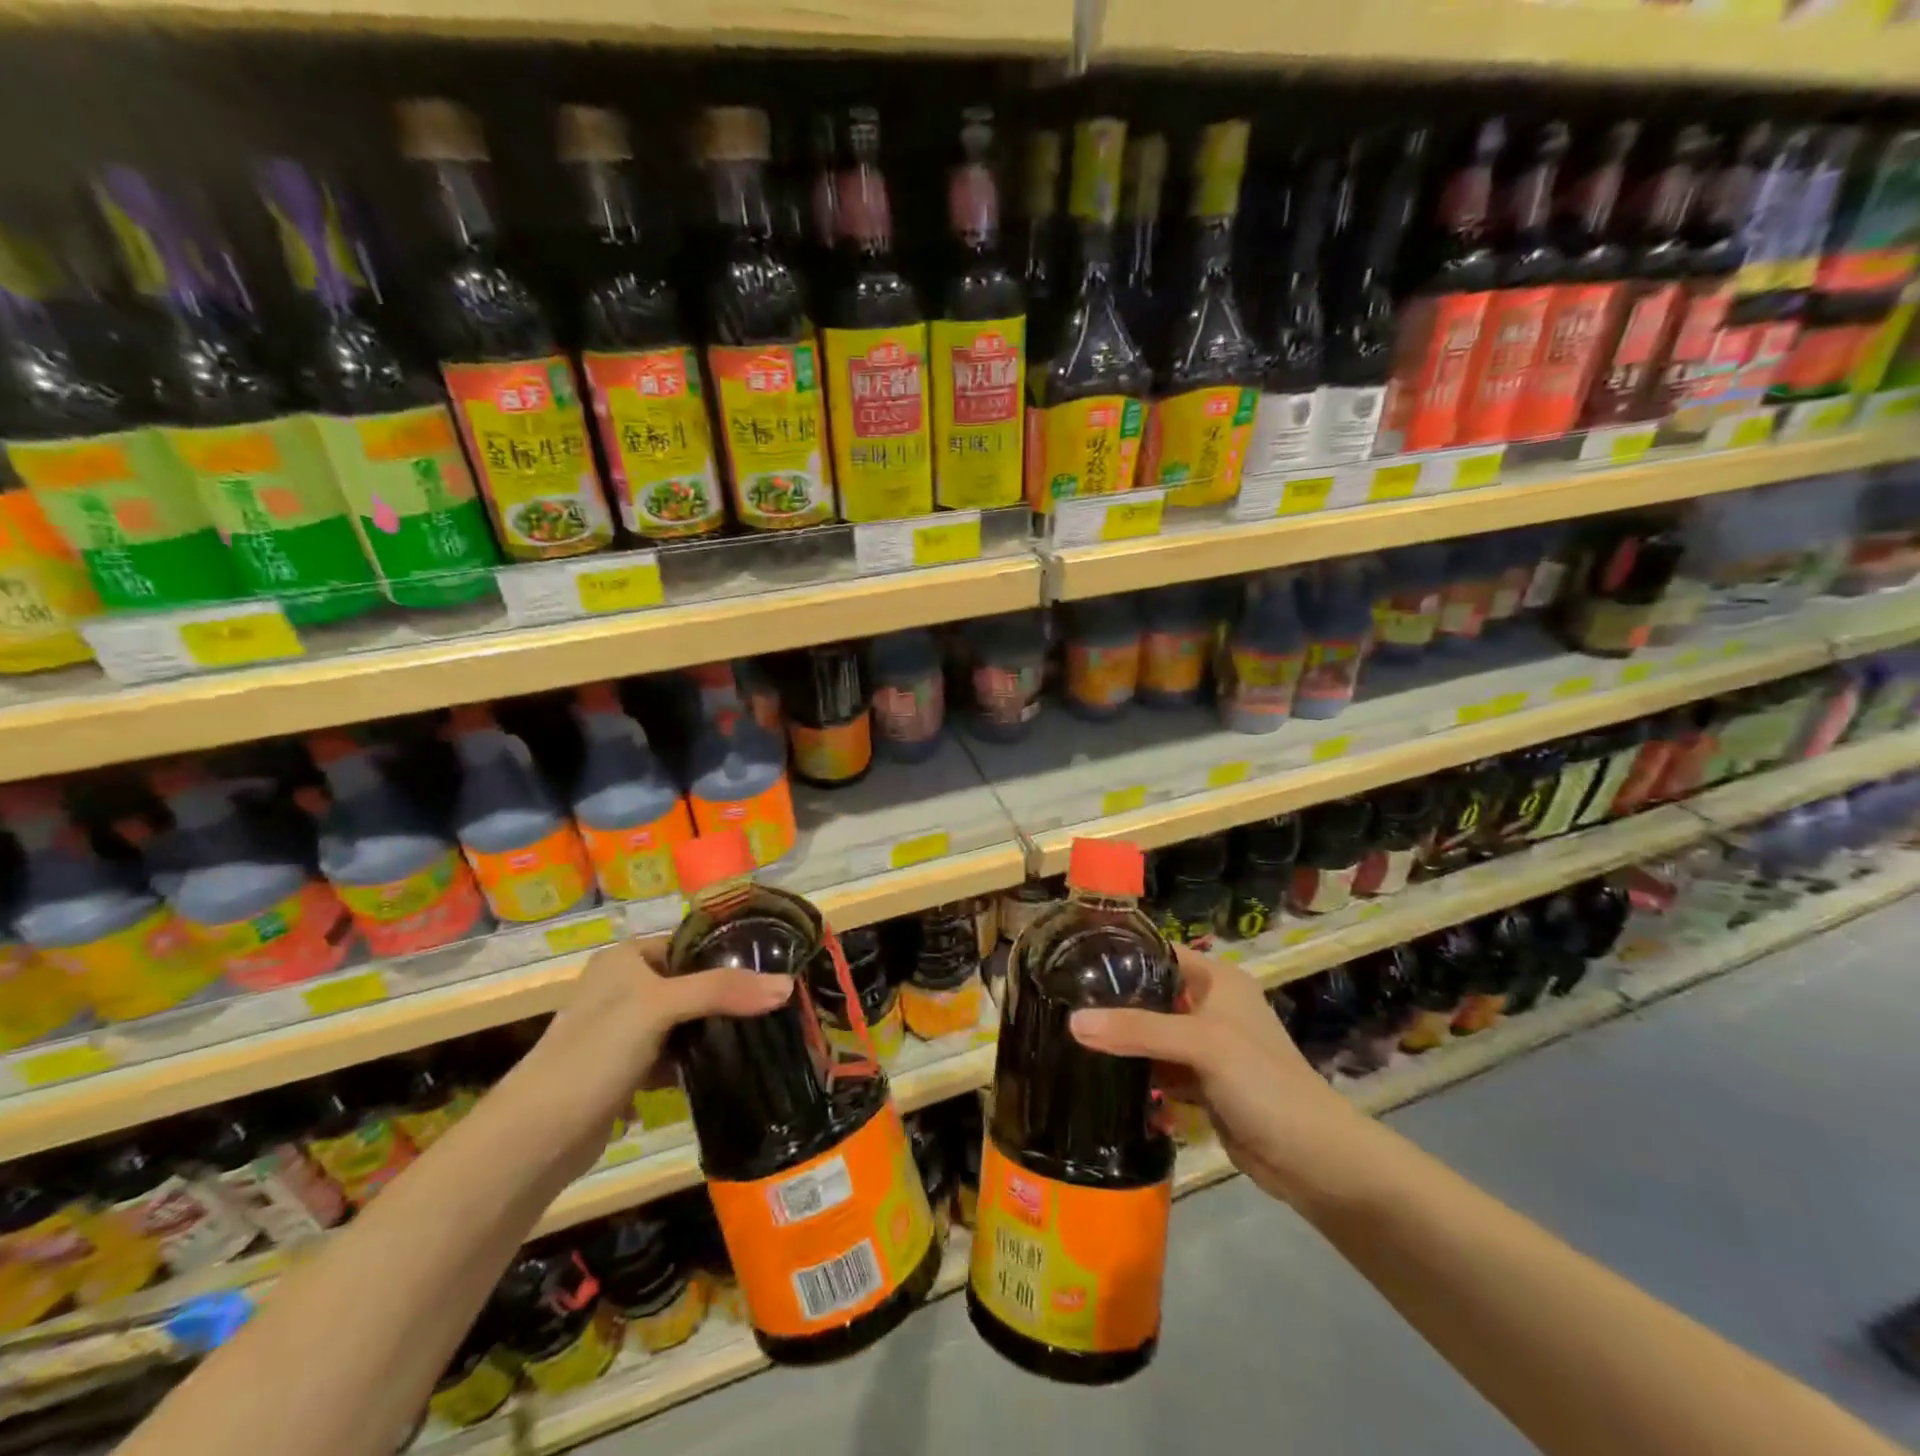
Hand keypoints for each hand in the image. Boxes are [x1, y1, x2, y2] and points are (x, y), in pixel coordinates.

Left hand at [533, 937, 792, 1128]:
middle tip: (772, 1007)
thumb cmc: (596, 1051)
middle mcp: (622, 987)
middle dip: (726, 997)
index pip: (689, 944)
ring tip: (758, 1035)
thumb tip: (787, 986)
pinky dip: (692, 1061)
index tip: (772, 971)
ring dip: (711, 1031)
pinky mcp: (623, 1070)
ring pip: (682, 1021)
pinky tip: (723, 1068)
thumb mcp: (661, 1007)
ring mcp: (621, 1031)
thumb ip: (723, 992)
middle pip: (689, 983)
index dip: (728, 956)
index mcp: (625, 958)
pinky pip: (671, 1054)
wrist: (536, 1137)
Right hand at [1070, 946, 1371, 1208]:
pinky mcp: (1203, 1084)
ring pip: (1153, 1034)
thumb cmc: (1262, 1082)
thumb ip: (1138, 1029)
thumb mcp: (1201, 1044)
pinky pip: (1160, 1068)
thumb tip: (1072, 1022)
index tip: (1072, 958)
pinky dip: (1138, 1072)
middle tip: (1063, 1000)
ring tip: (1069, 1034)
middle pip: (1152, 994)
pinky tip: (1101, 1074)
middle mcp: (1211, 1006)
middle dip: (1113, 1001)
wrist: (1313, 1159)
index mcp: (1217, 980)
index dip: (1120, 953)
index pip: (1159, 952)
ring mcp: (1207, 1047)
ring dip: (1122, 1039)